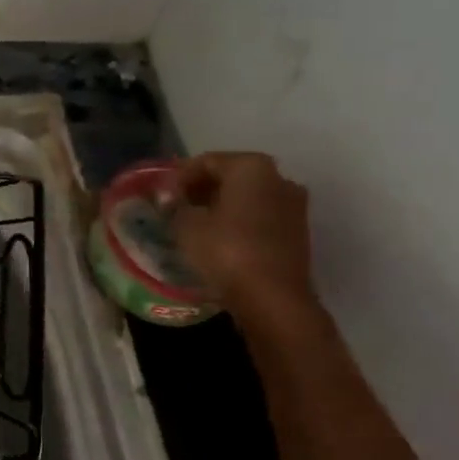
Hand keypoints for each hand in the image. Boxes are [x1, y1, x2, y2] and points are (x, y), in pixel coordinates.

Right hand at [170, 152, 317, 319]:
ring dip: (220, 206)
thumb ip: (175, 206)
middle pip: (231, 176)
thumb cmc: (226, 251)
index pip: (207, 161)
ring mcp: (293, 205)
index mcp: (251, 167)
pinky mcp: (297, 232)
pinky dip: (238, 221)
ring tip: (194, 224)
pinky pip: (259, 216)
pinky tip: (218, 239)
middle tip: (175, 208)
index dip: (179, 177)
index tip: (162, 196)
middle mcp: (279, 178)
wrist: (273, 299)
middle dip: (202, 189)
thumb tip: (170, 200)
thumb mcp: (186, 225)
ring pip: (247, 197)